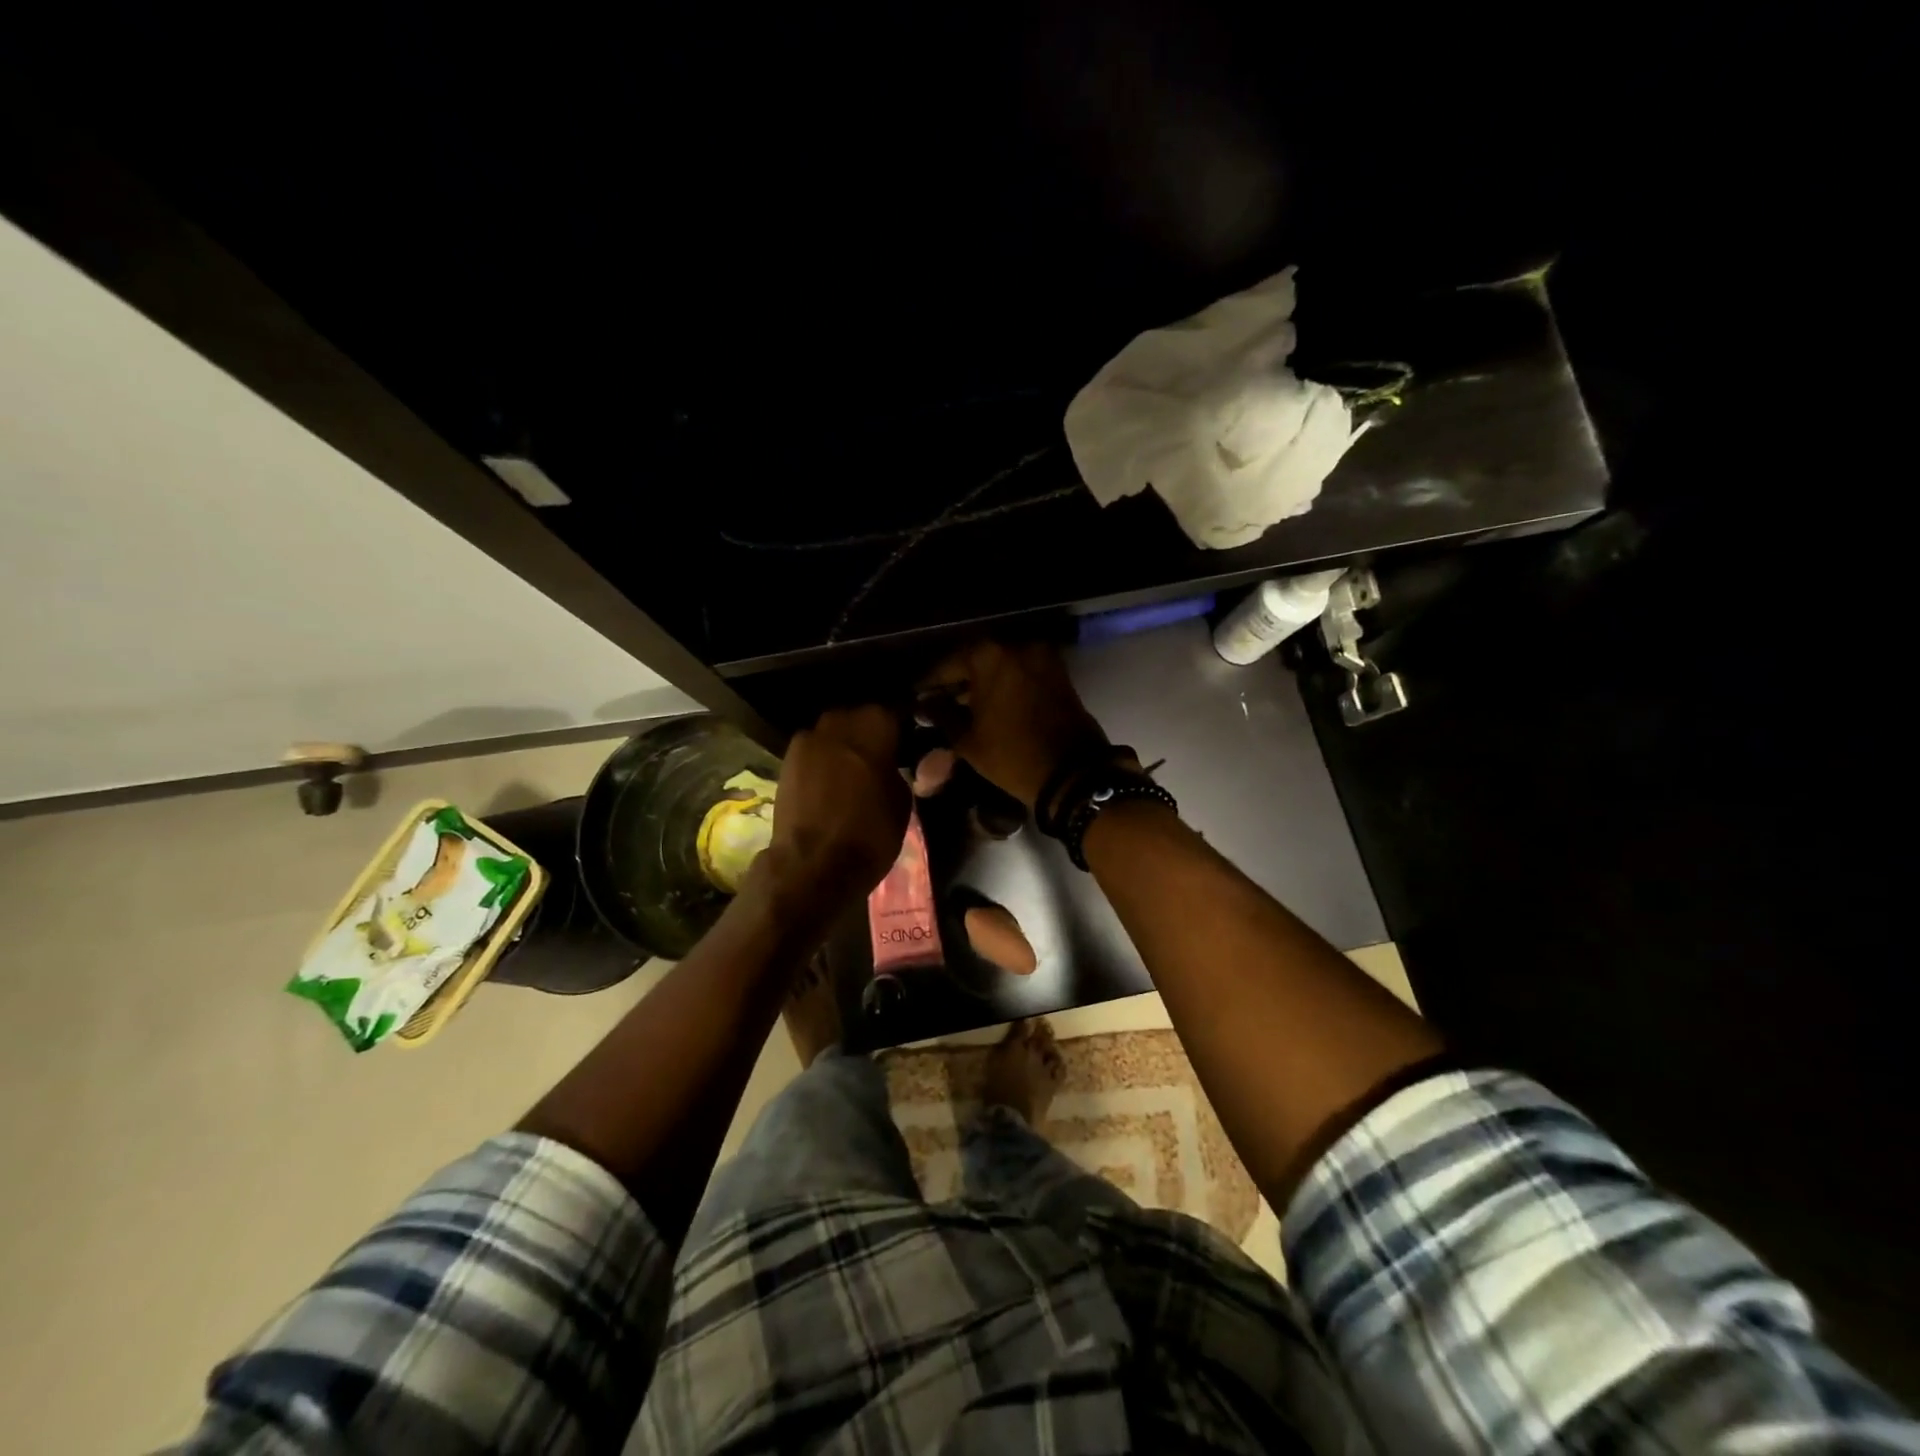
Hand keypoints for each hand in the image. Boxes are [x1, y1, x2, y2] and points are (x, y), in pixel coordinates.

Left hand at [750, 705, 909, 929]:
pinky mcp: (786, 762)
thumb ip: (900, 771)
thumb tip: (894, 765)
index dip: (903, 729)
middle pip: (859, 718)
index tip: (910, 746)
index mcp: (874, 725)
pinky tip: (832, 784)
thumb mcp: (904, 801)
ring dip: (844, 747)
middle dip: (870, 734)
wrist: (812, 866)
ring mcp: (807, 740)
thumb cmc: (869, 833)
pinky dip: (823, 762)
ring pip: (833, 733)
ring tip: (855, 773)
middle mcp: (838, 722)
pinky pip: (813, 752)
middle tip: (883, 759)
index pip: (896, 713)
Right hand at [917, 641, 1108, 808]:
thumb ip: (941, 713)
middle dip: (956, 678)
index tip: (915, 694)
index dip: (929, 681)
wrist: (1072, 773)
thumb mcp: (967, 739)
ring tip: (960, 702)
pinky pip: (1020, 670)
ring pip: (1000, 662)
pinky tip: (988, 702)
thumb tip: (924, 702)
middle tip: (936, 698)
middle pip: (975, 658)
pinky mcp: (1057, 671)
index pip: (947, 663)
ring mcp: (1041, 655)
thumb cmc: (1011, 755)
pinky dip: (1003, 681)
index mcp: (989, 655)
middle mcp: (1016, 644)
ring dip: (980, 679)